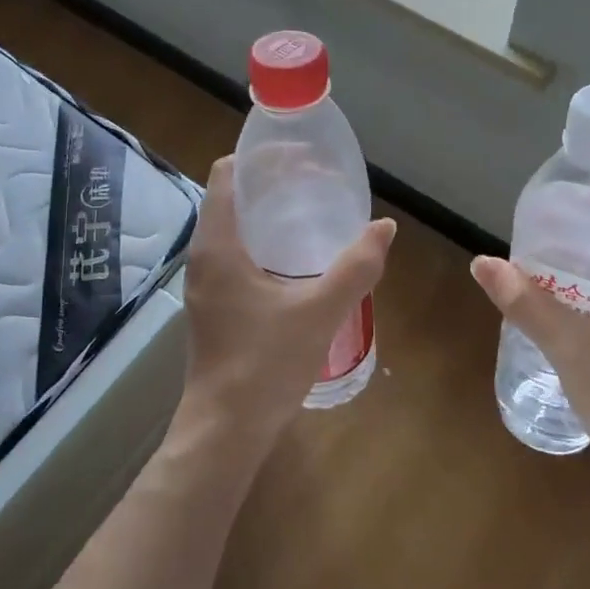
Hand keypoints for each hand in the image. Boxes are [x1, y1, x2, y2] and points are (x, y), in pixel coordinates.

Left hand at [173, 157, 395, 461]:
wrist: (225, 431)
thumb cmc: (265, 365)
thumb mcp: (319, 311)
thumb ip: (355, 267)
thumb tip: (384, 227)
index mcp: (218, 245)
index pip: (228, 174)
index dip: (263, 157)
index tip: (304, 158)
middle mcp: (204, 256)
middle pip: (233, 197)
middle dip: (274, 183)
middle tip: (319, 183)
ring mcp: (207, 283)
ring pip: (235, 228)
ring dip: (270, 215)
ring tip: (315, 214)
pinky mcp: (215, 306)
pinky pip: (238, 255)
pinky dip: (266, 243)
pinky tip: (300, 261)